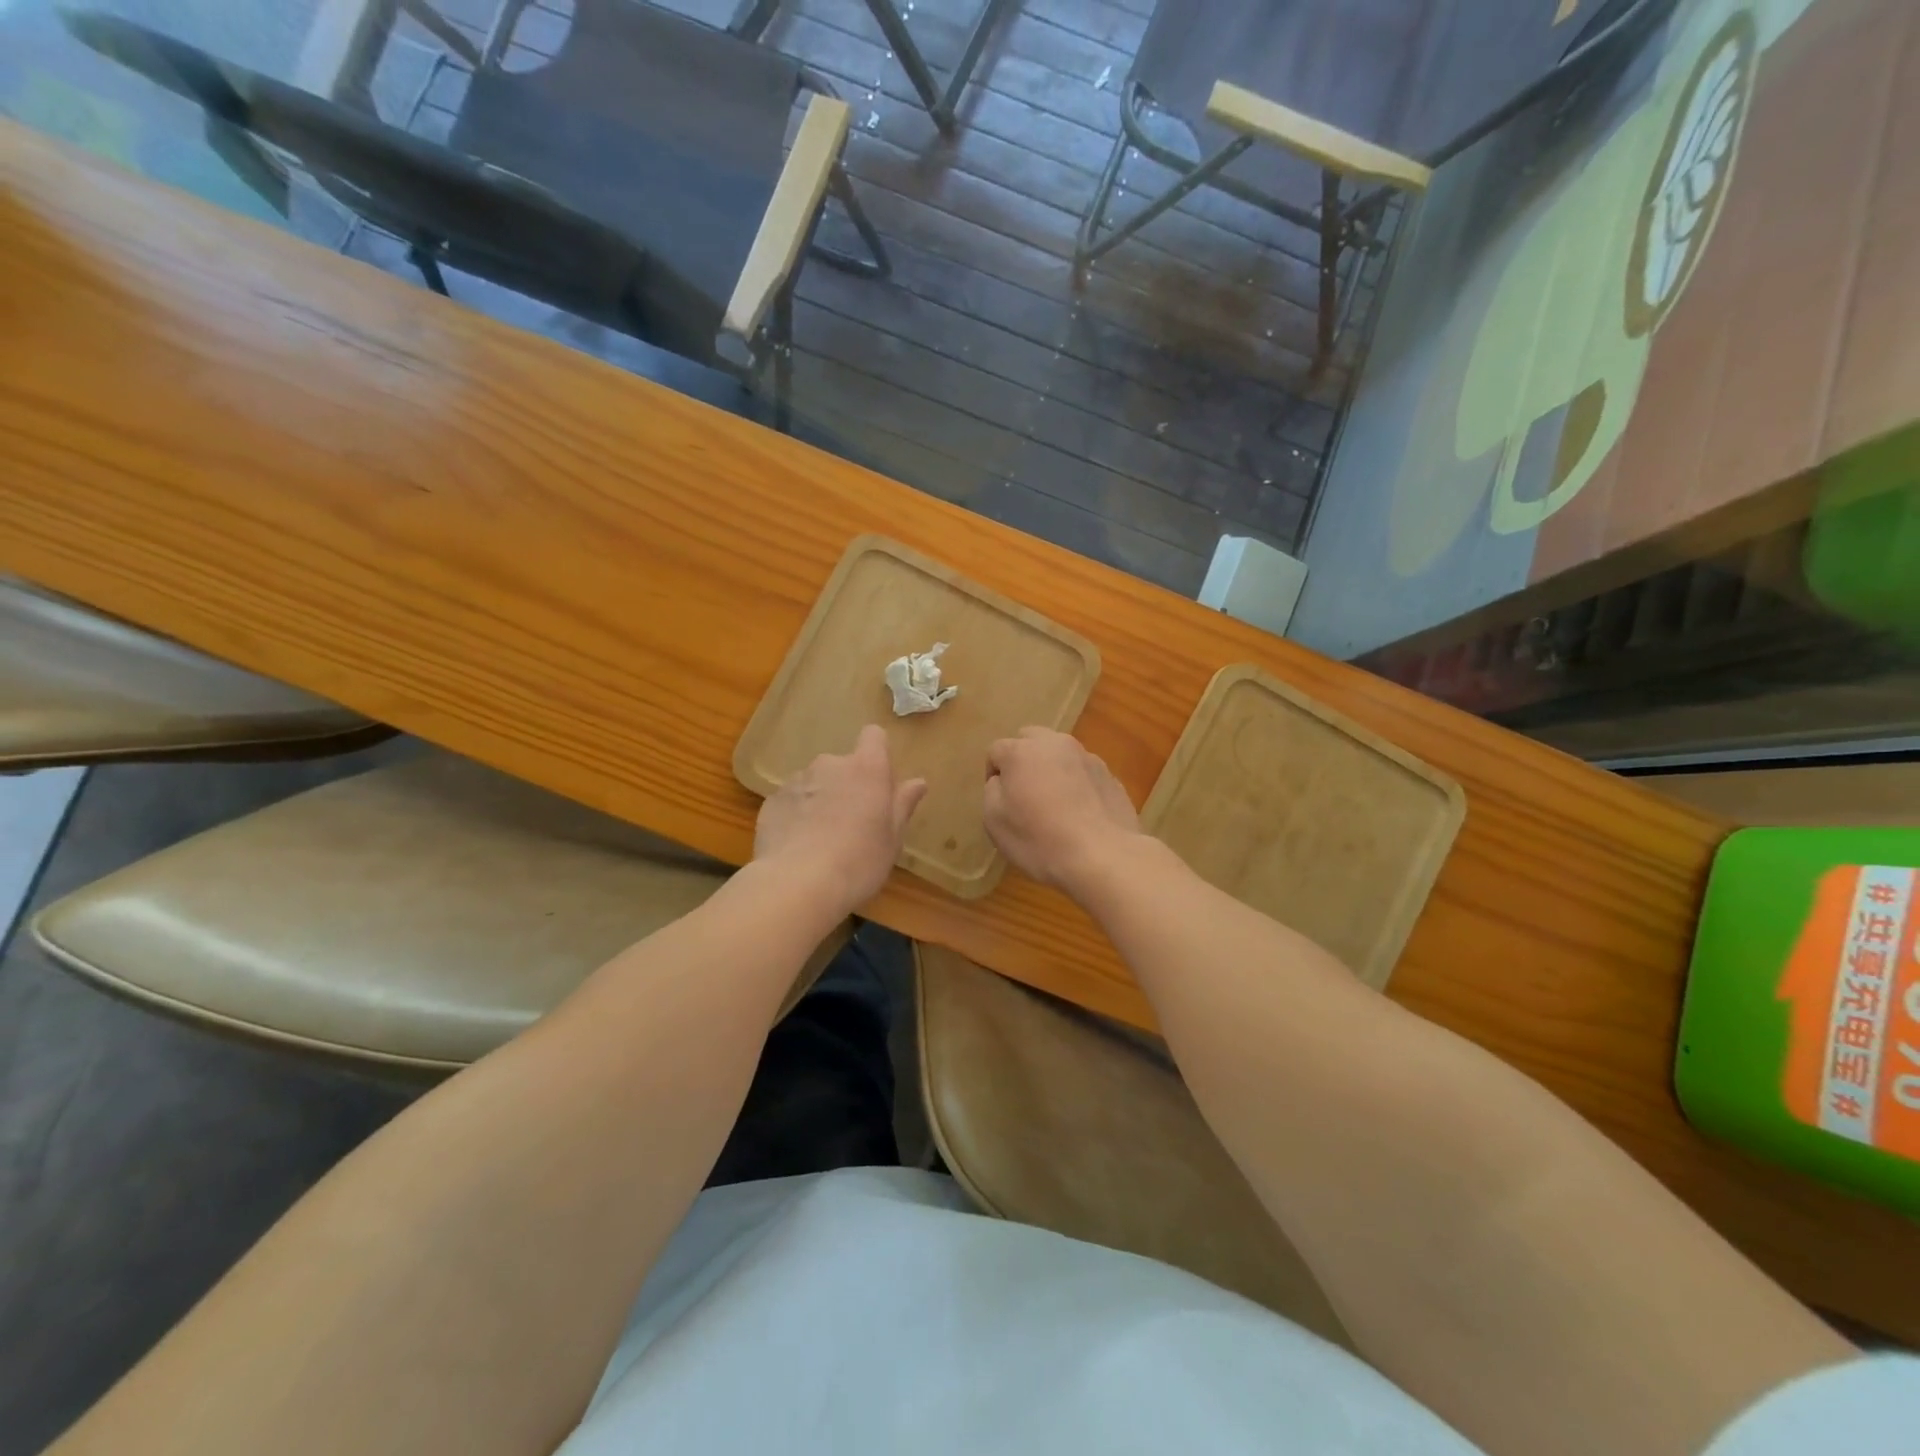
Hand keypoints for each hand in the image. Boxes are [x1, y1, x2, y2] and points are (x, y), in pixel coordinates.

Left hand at [754, 725, 926, 910]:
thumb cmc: (859, 861)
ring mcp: (797, 781)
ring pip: (815, 783)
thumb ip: (903, 805)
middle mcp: (830, 765)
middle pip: (843, 765)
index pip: (874, 736)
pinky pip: (791, 801)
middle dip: (847, 785)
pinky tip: (798, 847)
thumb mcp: (892, 839)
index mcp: (866, 769)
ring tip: (821, 839)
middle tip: (853, 823)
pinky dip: (796, 816)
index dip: (877, 753)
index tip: (879, 782)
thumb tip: (918, 782)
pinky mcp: (771, 801)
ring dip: (821, 800)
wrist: (797, 884)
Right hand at [983, 728, 1144, 893]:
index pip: (997, 750)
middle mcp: (1056, 744)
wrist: (1104, 857)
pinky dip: (1077, 784)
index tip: (1000, 801)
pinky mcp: (1111, 776)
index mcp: (1022, 752)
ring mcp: (1088, 758)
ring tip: (1055, 804)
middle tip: (1024, 793)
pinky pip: (1084, 773)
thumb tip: (1002, 780)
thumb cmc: (1040, 840)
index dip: (993, 774)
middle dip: (1023, 760)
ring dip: (1052, 769)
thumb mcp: (995, 821)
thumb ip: (992, 791)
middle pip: (1031, 739)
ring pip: (1060, 754)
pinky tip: (1079, 814)